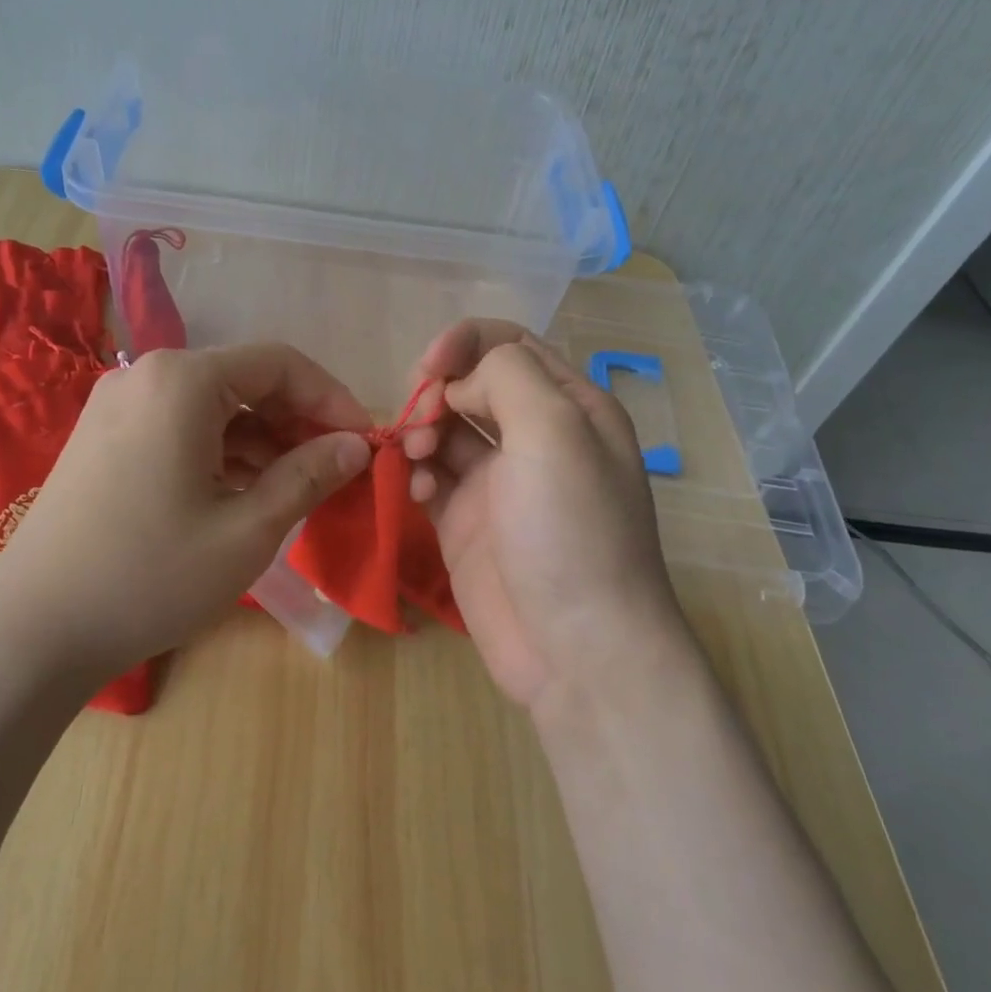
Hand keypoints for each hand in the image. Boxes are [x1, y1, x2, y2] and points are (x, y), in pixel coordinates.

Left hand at [0, 344, 371, 686]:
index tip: (366, 443)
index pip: (281, 364)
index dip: (333, 400)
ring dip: (262, 440)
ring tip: (297, 488)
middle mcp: (145, 375)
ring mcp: (118, 406)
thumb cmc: (152, 576)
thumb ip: (309, 476)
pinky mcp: (104, 438)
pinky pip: (181, 427)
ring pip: (214, 406)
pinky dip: (222, 452)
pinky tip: (245, 492)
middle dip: (298, 421)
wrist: (36, 630)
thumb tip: (356, 446)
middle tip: (336, 470)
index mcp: (182, 380)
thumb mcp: (248, 530)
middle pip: (245, 380)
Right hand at [403, 320, 691, 716]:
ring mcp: (498, 483)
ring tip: (415, 457)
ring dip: (421, 432)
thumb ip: (506, 377)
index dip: (464, 343)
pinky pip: (430, 478)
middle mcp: (535, 437)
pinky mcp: (466, 522)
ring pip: (445, 431)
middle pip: (471, 385)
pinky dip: (416, 474)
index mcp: (570, 406)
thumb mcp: (555, 431)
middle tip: (418, 419)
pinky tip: (416, 491)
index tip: (428, 367)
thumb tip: (460, 383)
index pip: (510, 345)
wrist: (575, 648)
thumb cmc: (572, 530)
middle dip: (437, 390)